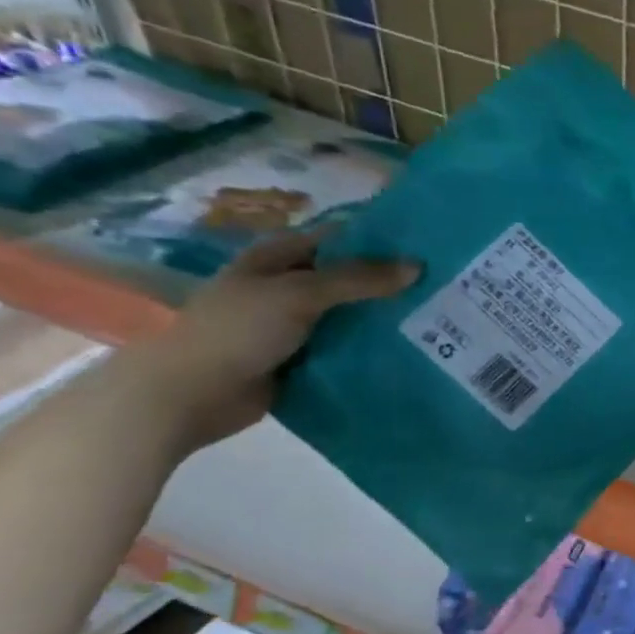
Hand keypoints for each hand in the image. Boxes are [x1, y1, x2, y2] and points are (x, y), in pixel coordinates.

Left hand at [121, 228, 418, 451]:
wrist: (191, 395)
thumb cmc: (237, 331)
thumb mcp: (299, 294)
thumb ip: (359, 279)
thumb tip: (418, 267)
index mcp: (279, 257)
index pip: (341, 238)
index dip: (381, 240)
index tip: (428, 248)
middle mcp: (289, 286)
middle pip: (350, 277)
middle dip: (391, 282)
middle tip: (444, 287)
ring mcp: (296, 324)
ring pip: (352, 315)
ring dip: (385, 318)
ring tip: (438, 318)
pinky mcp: (303, 358)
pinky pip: (346, 348)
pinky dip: (372, 348)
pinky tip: (409, 350)